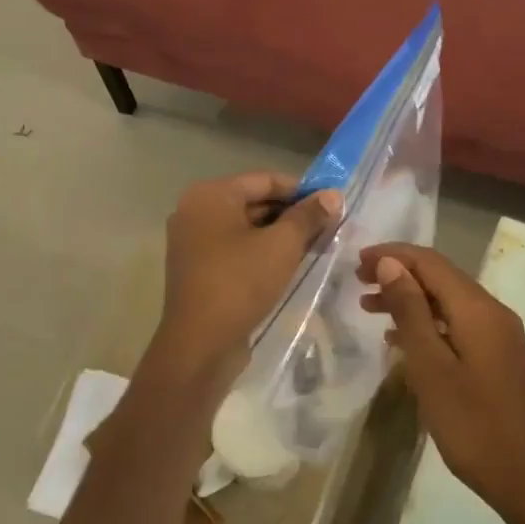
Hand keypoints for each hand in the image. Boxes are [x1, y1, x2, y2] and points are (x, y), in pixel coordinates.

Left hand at [148, 172, 341, 391]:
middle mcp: (195, 210)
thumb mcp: (282, 245)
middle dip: (292, 214)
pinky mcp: (197, 268)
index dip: (301, 190)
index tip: (331, 204)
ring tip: (315, 247)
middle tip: (328, 228)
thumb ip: (308, 216)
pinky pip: (235, 248)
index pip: (264, 180)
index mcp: (210, 195)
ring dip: (279, 235)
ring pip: (246, 227)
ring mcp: (192, 241)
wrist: (199, 344)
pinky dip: (260, 251)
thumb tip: (332, 195)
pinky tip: (289, 264)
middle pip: (254, 202)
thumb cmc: (240, 282)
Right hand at [357, 244, 524, 523]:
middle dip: (398, 273)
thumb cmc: (474, 426)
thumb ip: (410, 312)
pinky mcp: (498, 358)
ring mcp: (499, 336)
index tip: (355, 261)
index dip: (392, 255)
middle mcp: (492, 312)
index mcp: (478, 309)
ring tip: (369, 307)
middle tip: (357, 282)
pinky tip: (400, 340)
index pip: (430, 262)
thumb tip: (390, 264)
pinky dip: (426, 322)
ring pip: (447, 301)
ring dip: (409, 299)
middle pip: (440, 277)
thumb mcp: (431, 368)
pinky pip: (456, 324)